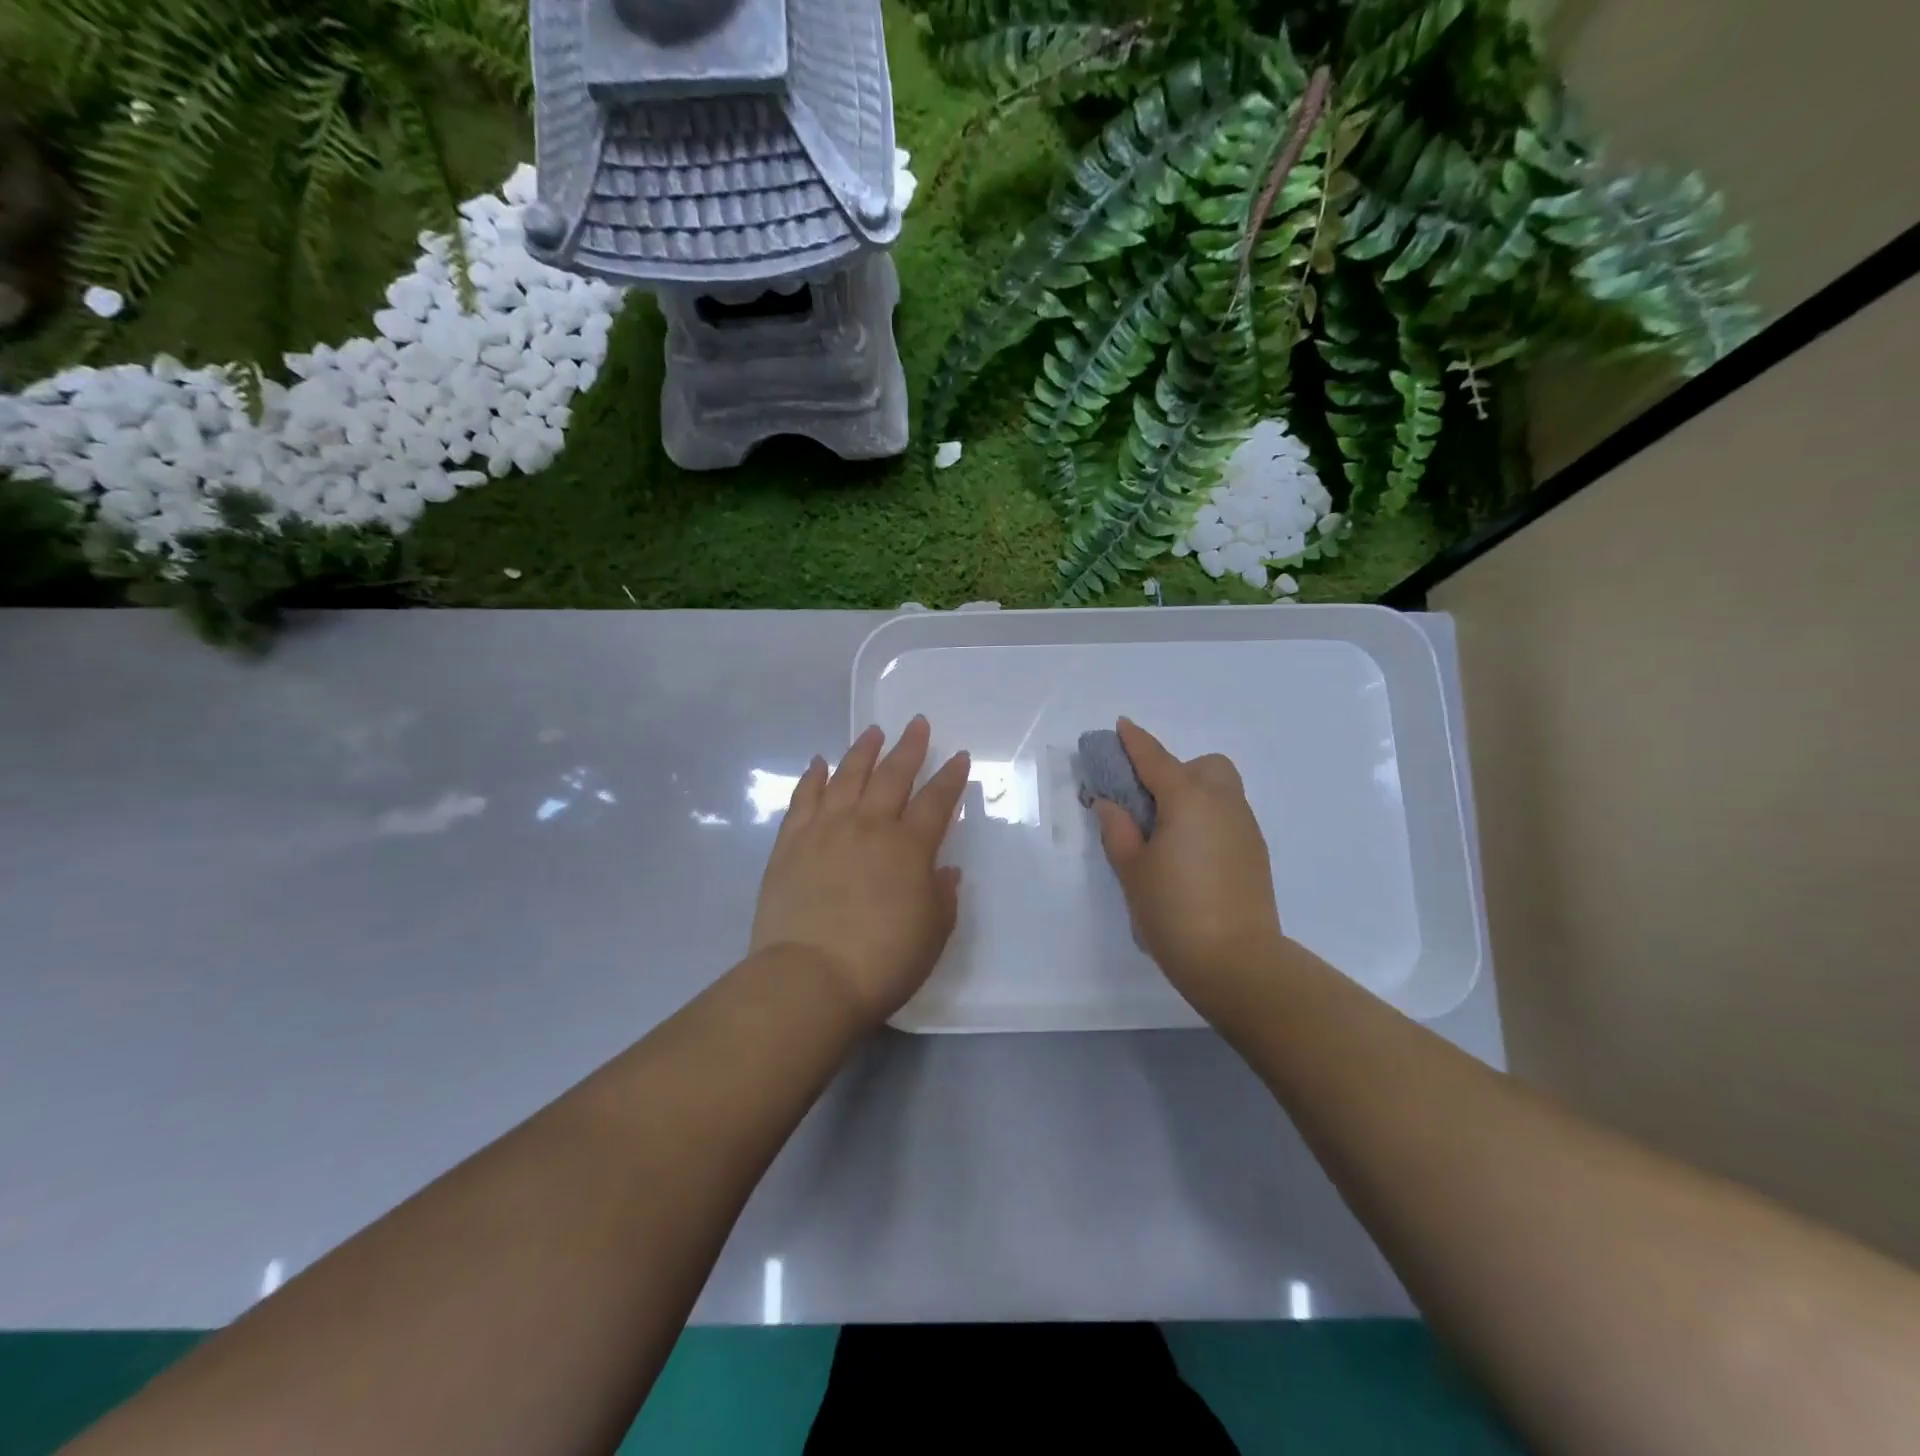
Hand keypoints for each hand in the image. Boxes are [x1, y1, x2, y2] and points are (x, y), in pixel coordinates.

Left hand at [750, 717, 970, 1026]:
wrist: (809, 978)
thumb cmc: (881, 962)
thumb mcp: (931, 935)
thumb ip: (942, 897)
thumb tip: (945, 870)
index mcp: (909, 848)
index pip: (936, 802)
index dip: (950, 778)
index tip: (958, 757)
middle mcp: (869, 826)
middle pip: (893, 776)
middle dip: (909, 748)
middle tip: (917, 724)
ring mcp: (825, 830)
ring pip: (847, 777)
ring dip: (862, 752)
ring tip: (872, 732)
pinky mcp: (790, 843)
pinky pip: (803, 799)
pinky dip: (812, 777)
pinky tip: (818, 763)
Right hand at [1091, 718, 1284, 1016]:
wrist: (1237, 962)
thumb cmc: (1173, 910)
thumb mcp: (1132, 869)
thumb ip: (1118, 829)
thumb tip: (1110, 803)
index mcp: (1187, 799)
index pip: (1155, 759)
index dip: (1135, 742)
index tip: (1121, 726)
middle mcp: (1222, 803)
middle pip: (1203, 766)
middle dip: (1176, 770)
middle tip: (1148, 803)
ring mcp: (1245, 827)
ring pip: (1221, 790)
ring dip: (1193, 794)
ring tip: (1167, 832)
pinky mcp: (1255, 853)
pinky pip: (1228, 816)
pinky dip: (1208, 817)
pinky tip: (1190, 853)